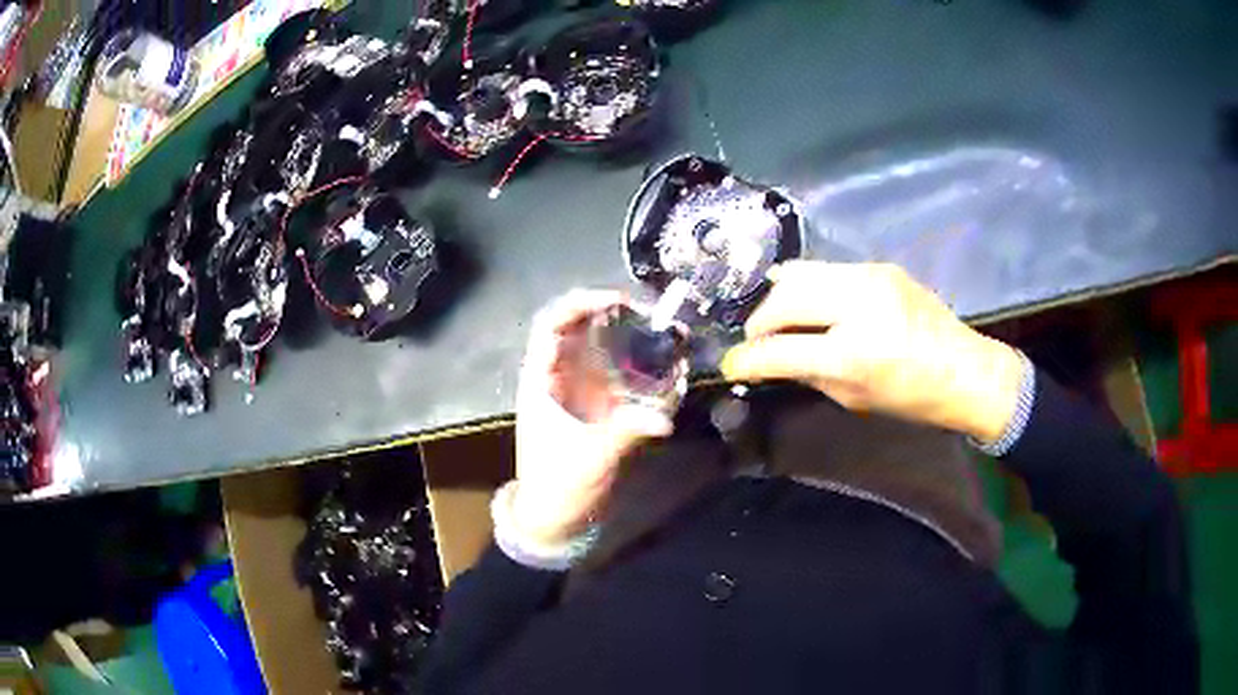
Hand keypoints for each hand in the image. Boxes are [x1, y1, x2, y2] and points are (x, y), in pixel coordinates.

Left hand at [512, 290, 674, 547]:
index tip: (618, 300)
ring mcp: (574, 392)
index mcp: (540, 381)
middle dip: (611, 313)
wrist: (552, 518)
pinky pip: (611, 373)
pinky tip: (658, 363)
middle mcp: (556, 378)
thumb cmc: (558, 485)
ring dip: (624, 335)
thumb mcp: (590, 459)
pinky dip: (633, 362)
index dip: (581, 303)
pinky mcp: (592, 408)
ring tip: (660, 331)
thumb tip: (664, 417)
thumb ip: (625, 435)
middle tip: (650, 314)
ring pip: (596, 348)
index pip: (552, 323)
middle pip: (577, 328)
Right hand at [721, 262, 1025, 443]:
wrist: (964, 370)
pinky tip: (812, 305)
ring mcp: (870, 276)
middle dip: (761, 319)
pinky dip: (809, 288)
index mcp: (854, 353)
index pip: (781, 349)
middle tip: (758, 339)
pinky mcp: (879, 266)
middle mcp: (859, 304)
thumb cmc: (912, 397)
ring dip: (781, 297)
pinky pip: (828, 271)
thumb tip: (772, 359)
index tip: (731, 363)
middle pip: (785, 296)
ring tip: (780, 318)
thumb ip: (808, 374)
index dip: (748, 358)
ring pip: (801, 273)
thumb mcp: (853, 399)